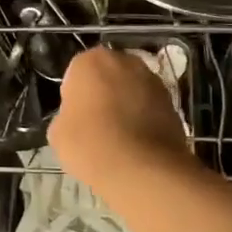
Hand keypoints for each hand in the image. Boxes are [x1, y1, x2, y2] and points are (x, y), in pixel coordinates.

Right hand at [48, 47, 190, 192]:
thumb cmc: (92, 144)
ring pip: (131, 89)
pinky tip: (137, 144)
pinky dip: (144, 119)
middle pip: (107, 76)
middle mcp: (125, 61)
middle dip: (103, 93)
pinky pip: (150, 107)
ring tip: (119, 137)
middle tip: (95, 124)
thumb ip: (65, 116)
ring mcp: (153, 81)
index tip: (75, 118)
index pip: (76, 73)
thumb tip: (77, 119)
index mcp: (91, 61)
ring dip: (125, 104)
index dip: (74, 96)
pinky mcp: (173, 102)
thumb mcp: (58, 133)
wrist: (144, 170)